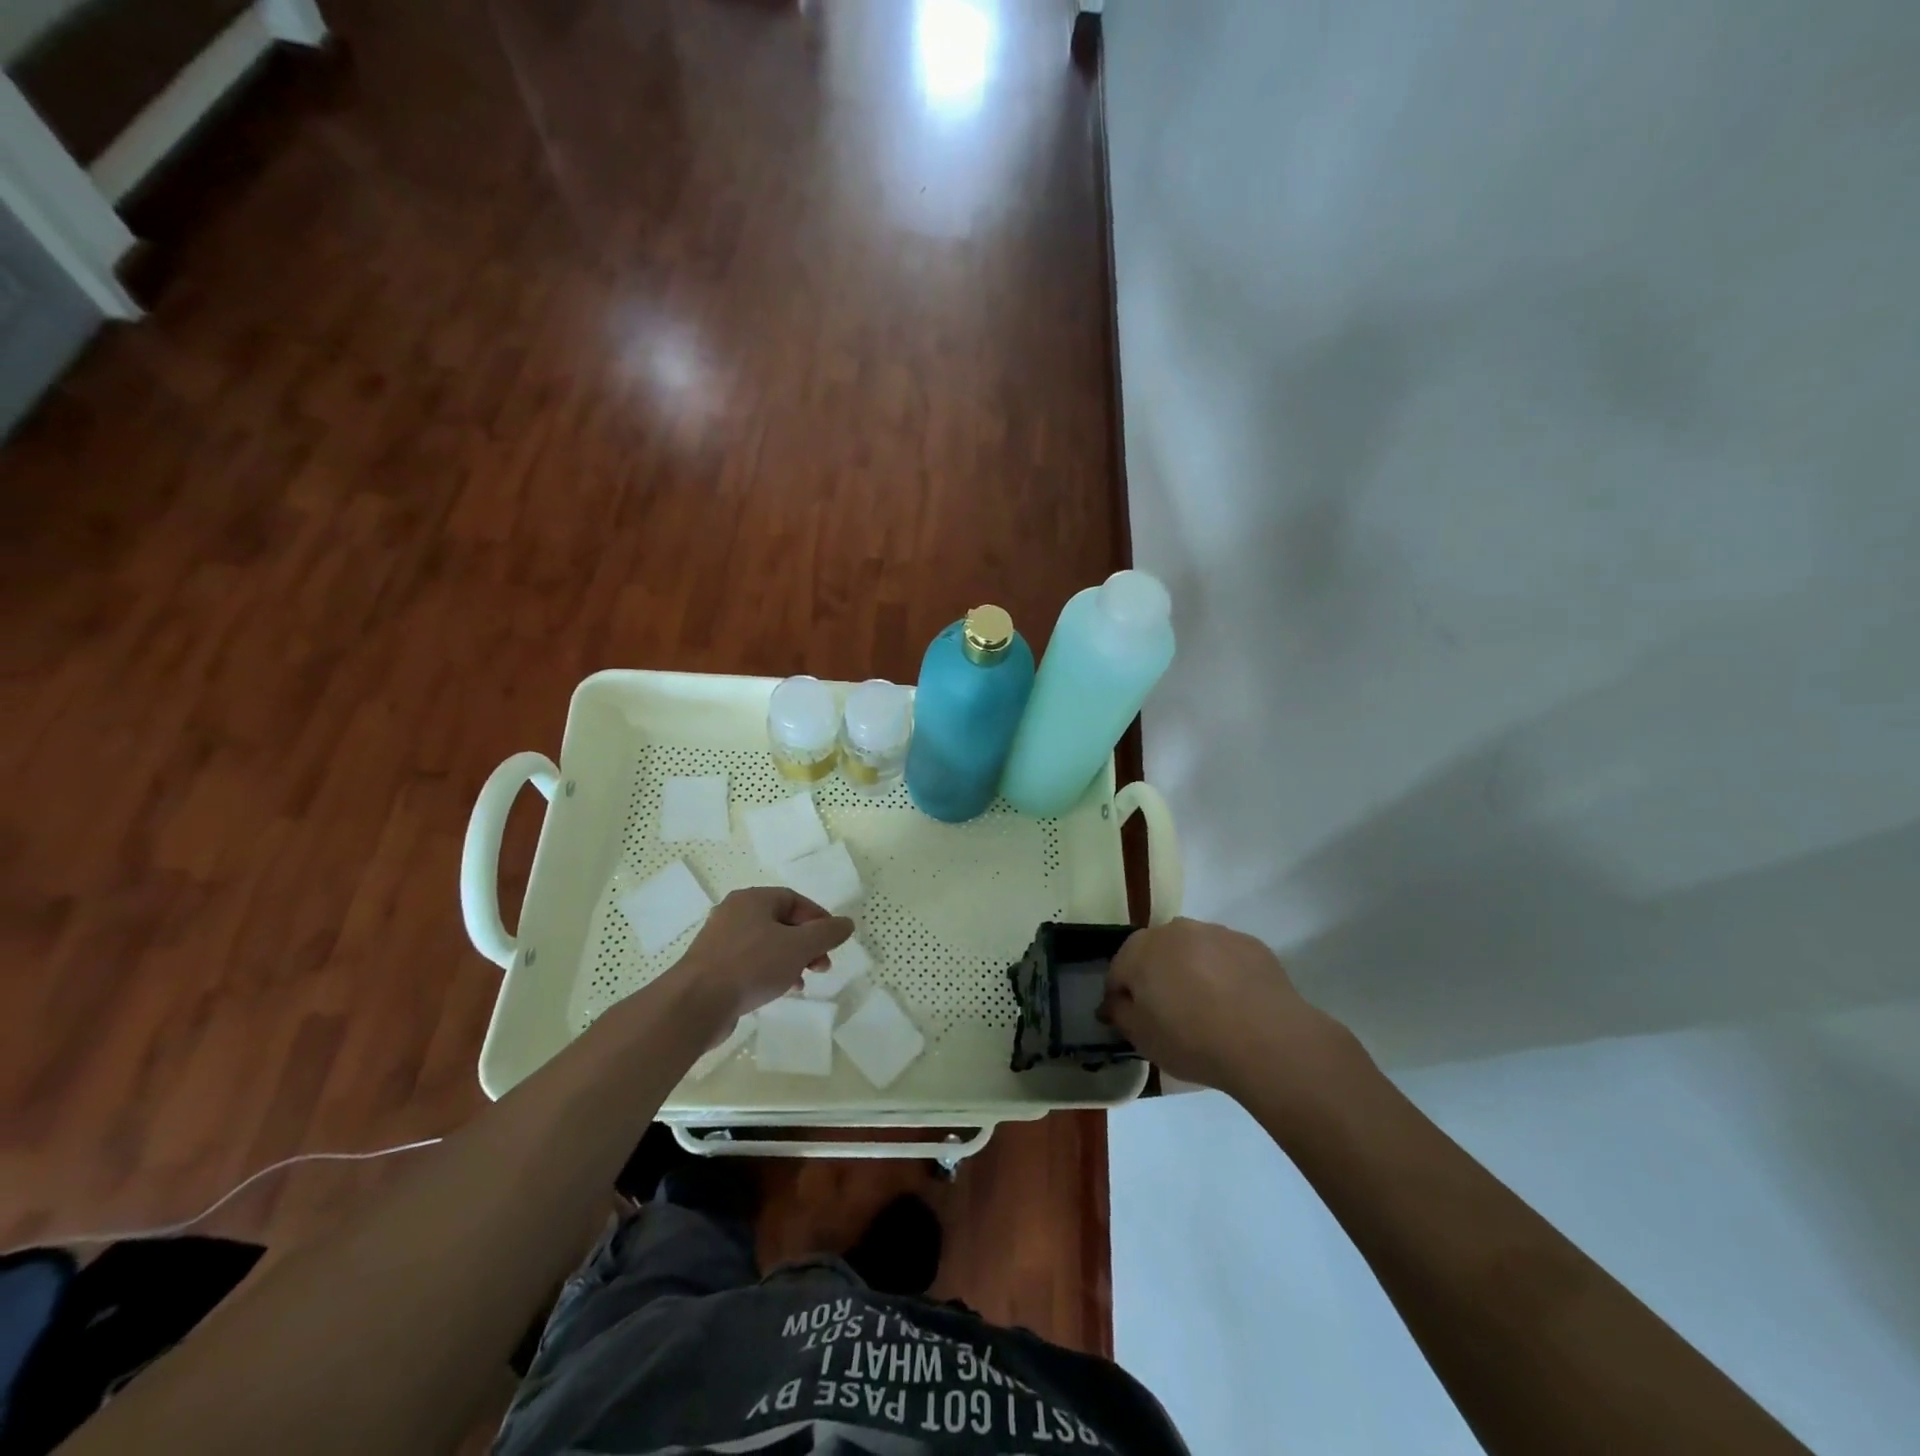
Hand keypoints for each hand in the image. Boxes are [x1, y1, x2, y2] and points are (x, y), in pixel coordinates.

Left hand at [666, 887, 853, 1031]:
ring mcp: (720, 941)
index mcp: (752, 899)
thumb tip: (846, 924)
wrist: (695, 1004)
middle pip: (781, 922)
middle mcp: (734, 914)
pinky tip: (780, 990)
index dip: (818, 918)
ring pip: (766, 944)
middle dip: (807, 943)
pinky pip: (750, 963)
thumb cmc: (751, 965)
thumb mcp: (799, 946)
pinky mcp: (712, 967)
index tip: (833, 941)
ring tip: (804, 981)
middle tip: (822, 965)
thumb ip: (827, 933)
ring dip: (791, 960)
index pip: (794, 899)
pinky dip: (770, 972)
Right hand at [1102, 917, 1348, 1096]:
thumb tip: (1114, 1002)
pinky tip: (1235, 1003)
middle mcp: (1174, 930)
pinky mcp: (1249, 943)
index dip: (1122, 997)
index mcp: (1140, 950)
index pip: (1118, 971)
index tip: (1133, 1021)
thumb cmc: (1193, 1039)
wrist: (1267, 1040)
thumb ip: (1120, 1014)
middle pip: (1154, 953)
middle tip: (1169, 1014)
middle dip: (1156, 977)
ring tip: (1207, 1008)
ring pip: (1191, 950)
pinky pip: (1225, 956)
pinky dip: (1223, 972)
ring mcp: (1214, 932)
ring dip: (1190, 970)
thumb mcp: (1142, 1038)